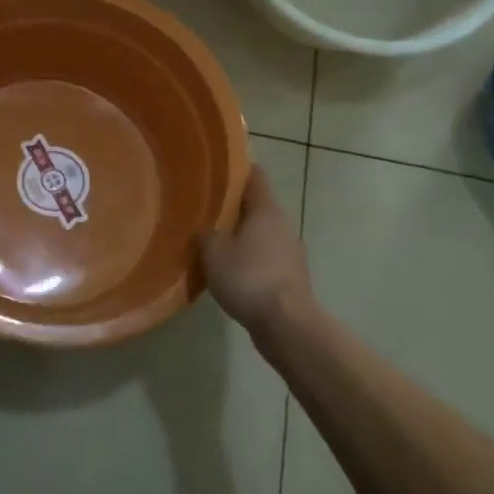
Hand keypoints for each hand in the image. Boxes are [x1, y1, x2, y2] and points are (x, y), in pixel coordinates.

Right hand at [200, 165, 314, 338]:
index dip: (235, 169)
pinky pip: (264, 257)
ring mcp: (289, 252)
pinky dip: (247, 258)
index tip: (213, 168)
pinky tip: (228, 270)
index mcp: (266, 209)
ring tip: (211, 239)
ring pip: (260, 233)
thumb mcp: (213, 252)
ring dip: (239, 234)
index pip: (254, 176)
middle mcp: (282, 225)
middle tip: (203, 206)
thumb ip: (205, 234)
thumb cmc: (249, 278)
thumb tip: (203, 229)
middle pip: (256, 205)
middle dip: (231, 205)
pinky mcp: (289, 277)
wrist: (287, 325)